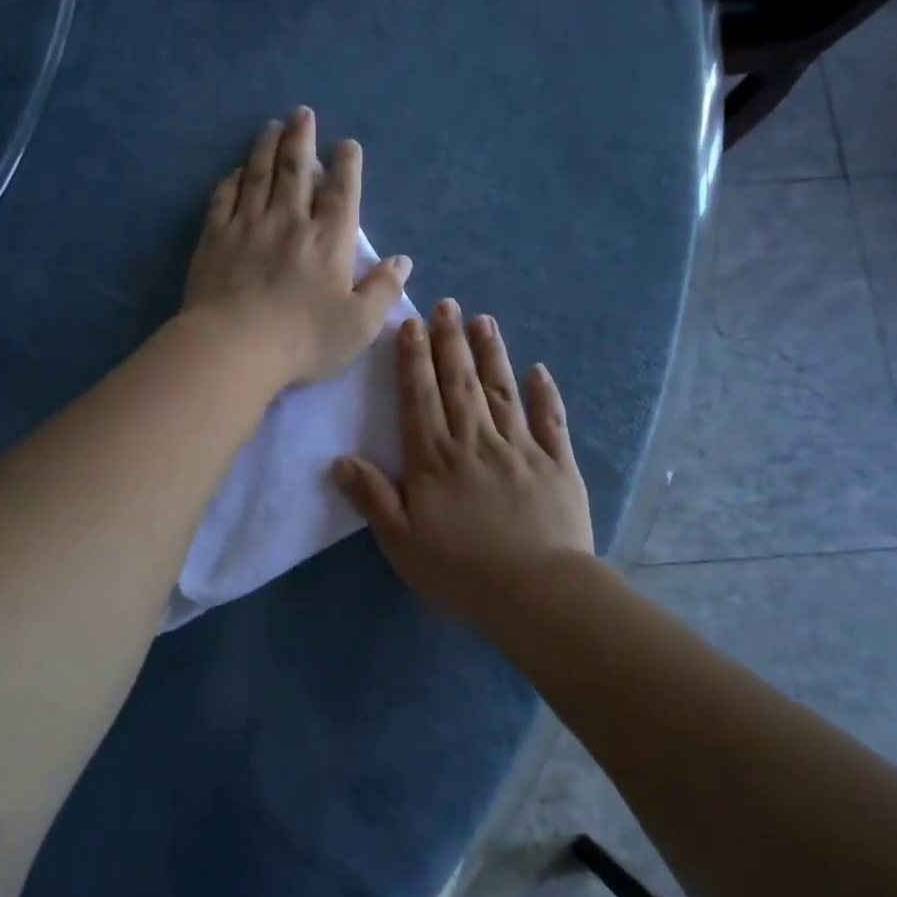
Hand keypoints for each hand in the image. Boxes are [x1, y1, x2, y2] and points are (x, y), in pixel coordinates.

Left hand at [184, 108, 411, 387]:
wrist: (234, 347)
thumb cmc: (304, 340)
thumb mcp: (359, 324)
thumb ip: (384, 290)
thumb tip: (403, 261)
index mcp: (328, 240)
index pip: (342, 192)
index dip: (347, 165)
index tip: (347, 144)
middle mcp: (289, 221)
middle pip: (296, 169)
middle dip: (302, 138)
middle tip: (301, 113)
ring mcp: (248, 226)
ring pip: (258, 175)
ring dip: (266, 147)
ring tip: (271, 126)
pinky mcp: (215, 238)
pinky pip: (224, 198)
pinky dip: (232, 180)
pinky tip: (236, 171)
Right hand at [333, 299, 592, 624]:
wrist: (535, 592)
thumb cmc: (460, 572)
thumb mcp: (402, 542)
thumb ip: (373, 498)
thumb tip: (339, 460)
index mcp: (436, 459)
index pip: (420, 398)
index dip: (414, 360)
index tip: (412, 325)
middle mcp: (476, 442)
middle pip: (460, 383)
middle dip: (450, 342)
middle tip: (447, 304)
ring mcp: (520, 449)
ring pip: (502, 391)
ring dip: (492, 354)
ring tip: (484, 320)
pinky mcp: (556, 464)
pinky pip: (550, 421)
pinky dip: (545, 394)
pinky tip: (539, 370)